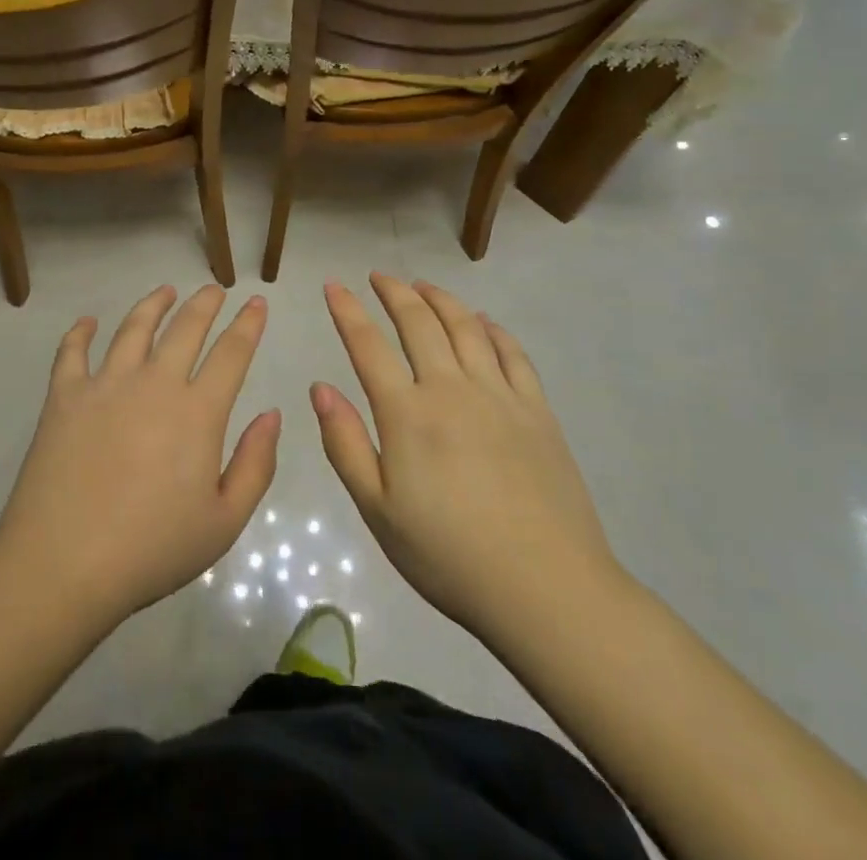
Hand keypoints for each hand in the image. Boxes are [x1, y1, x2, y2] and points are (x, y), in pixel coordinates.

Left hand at [0, 285, 279, 627]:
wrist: (64, 564)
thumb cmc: (151, 550)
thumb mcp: (223, 522)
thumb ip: (255, 464)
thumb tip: (272, 414)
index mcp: (197, 412)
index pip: (231, 353)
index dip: (248, 324)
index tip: (257, 303)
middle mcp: (154, 384)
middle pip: (185, 328)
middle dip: (205, 303)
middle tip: (214, 289)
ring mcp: (106, 385)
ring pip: (134, 328)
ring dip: (153, 304)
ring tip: (165, 291)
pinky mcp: (64, 396)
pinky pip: (72, 352)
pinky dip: (80, 332)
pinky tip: (87, 322)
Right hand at [312, 273, 626, 639]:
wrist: (546, 589)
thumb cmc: (449, 556)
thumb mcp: (378, 510)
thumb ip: (345, 444)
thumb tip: (321, 387)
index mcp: (407, 413)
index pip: (368, 345)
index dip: (347, 310)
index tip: (333, 286)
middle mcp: (451, 388)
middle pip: (419, 322)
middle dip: (394, 292)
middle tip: (379, 277)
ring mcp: (499, 395)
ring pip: (466, 326)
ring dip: (440, 299)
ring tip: (423, 286)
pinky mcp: (537, 410)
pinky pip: (513, 353)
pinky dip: (493, 329)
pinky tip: (483, 321)